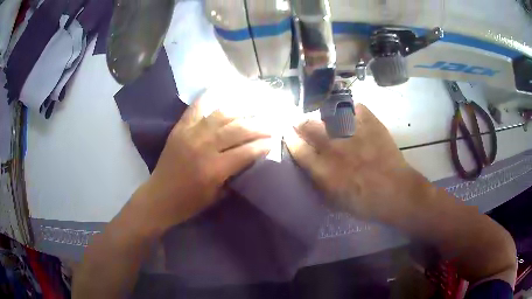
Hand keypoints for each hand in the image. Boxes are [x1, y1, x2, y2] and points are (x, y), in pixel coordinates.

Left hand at [134, 96, 271, 229]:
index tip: (274, 140)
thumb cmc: (189, 203)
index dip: (262, 145)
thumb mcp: (216, 196)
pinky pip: (196, 109)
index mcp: (214, 169)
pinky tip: (220, 90)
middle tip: (270, 124)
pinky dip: (208, 98)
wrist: (159, 198)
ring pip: (221, 116)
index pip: (245, 152)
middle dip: (257, 126)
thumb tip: (248, 158)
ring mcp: (190, 134)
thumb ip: (233, 175)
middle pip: (237, 130)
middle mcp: (203, 147)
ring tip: (254, 109)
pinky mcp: (179, 129)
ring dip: (241, 111)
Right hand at [285, 103, 423, 220]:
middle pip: (308, 125)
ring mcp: (353, 133)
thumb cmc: (364, 202)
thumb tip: (308, 164)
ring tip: (326, 118)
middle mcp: (334, 147)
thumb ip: (318, 180)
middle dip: (301, 123)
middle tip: (303, 123)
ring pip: (328, 113)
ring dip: (323, 115)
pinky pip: (355, 107)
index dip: (290, 137)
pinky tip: (350, 116)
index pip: (297, 147)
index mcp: (323, 170)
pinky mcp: (370, 124)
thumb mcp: (334, 200)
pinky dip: (351, 110)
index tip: (288, 133)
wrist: (396, 192)